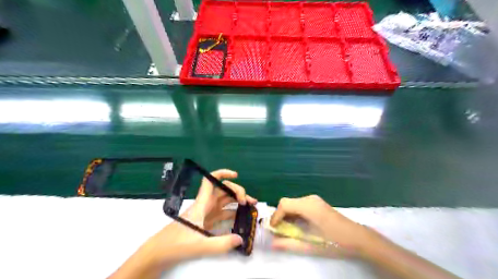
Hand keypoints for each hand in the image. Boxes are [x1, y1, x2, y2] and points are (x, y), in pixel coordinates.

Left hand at [109, 168, 256, 276]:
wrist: (158, 253)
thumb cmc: (175, 244)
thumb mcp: (199, 245)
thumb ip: (221, 244)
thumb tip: (241, 238)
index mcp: (201, 204)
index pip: (211, 181)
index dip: (222, 174)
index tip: (236, 175)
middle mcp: (205, 205)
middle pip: (222, 191)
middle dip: (237, 191)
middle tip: (248, 202)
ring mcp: (206, 214)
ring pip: (224, 201)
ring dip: (237, 202)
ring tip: (250, 206)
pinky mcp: (206, 223)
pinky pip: (222, 213)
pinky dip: (232, 213)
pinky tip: (240, 218)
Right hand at [271, 194, 370, 256]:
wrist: (358, 238)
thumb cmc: (335, 242)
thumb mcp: (310, 246)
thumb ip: (289, 244)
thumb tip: (272, 243)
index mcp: (308, 206)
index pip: (284, 204)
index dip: (275, 216)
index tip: (273, 229)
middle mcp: (310, 199)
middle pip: (287, 202)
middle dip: (280, 216)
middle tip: (279, 231)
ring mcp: (314, 200)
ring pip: (293, 203)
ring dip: (287, 215)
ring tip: (287, 230)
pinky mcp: (317, 203)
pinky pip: (300, 205)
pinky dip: (294, 214)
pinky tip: (298, 225)